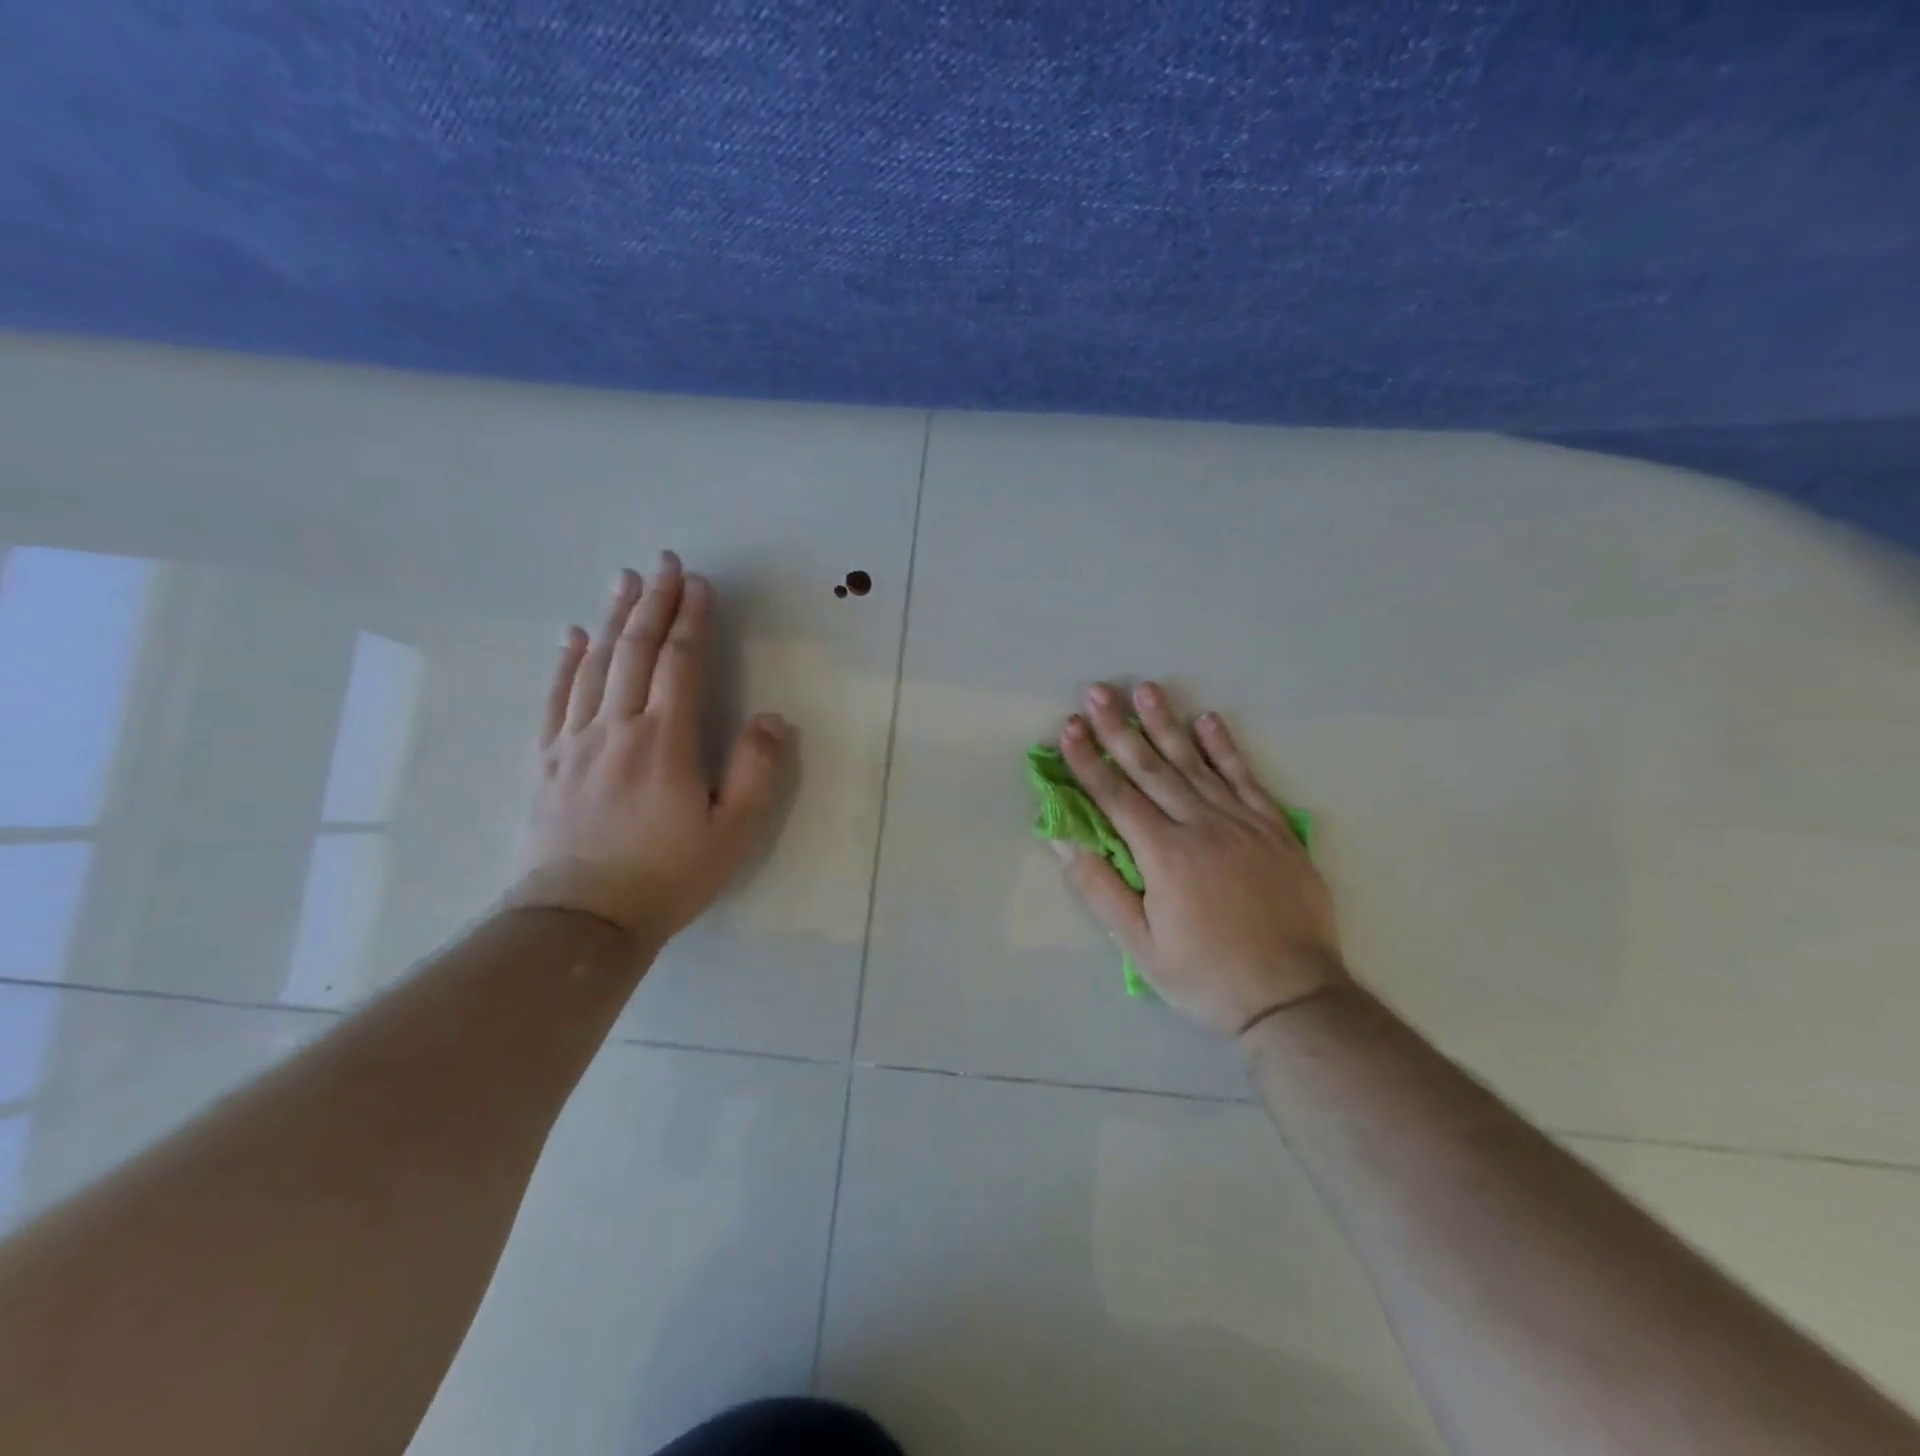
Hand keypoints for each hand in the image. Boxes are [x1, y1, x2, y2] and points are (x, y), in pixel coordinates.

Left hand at [506, 552, 792, 946]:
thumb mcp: (733, 833)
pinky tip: (573, 636)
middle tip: (663, 562)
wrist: (580, 921)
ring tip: (624, 581)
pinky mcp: (545, 760)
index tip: (700, 585)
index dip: (692, 620)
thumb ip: (757, 771)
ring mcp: (574, 742)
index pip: (680, 664)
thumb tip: (770, 718)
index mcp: (665, 741)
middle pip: (635, 651)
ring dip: (613, 618)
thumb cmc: (667, 876)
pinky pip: (556, 698)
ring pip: (594, 665)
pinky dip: (565, 661)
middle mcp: (617, 728)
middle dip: (653, 602)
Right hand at [1053, 681, 1346, 1039]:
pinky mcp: (1275, 829)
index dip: (1088, 760)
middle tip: (1098, 690)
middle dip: (1119, 728)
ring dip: (1166, 724)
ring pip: (1196, 763)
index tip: (1069, 726)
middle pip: (1151, 768)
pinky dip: (1225, 748)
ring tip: (1146, 689)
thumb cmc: (1207, 976)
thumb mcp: (1141, 948)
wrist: (1294, 998)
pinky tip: (1208, 720)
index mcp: (1165, 856)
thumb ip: (1101, 890)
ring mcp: (1243, 823)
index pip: (1115, 796)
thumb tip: (1062, 841)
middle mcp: (1202, 827)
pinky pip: (1246, 778)